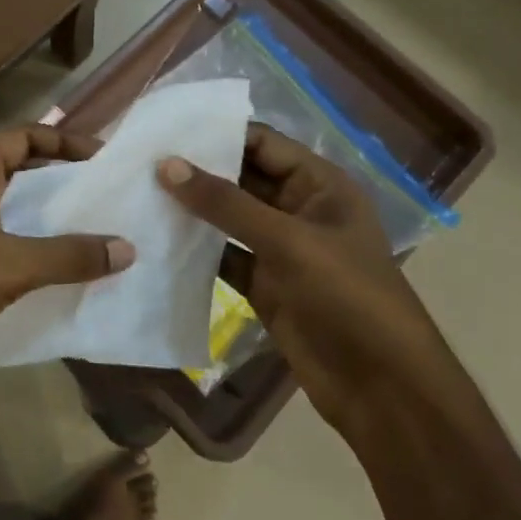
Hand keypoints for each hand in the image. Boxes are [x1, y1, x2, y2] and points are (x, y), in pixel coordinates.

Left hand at [0, 126, 135, 391]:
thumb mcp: (9, 266)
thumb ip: (68, 256)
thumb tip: (128, 247)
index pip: (22, 135)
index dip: (63, 142)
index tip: (102, 158)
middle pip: (12, 167)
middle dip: (54, 178)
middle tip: (98, 195)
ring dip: (36, 214)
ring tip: (81, 231)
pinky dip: (16, 243)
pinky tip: (42, 269)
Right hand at [157, 124, 456, 437]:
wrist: (382, 389)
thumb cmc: (347, 296)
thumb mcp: (288, 241)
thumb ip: (226, 202)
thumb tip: (166, 164)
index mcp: (320, 185)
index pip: (262, 143)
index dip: (217, 133)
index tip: (165, 130)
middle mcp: (298, 210)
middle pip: (240, 178)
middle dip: (196, 171)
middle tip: (140, 159)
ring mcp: (279, 249)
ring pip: (227, 218)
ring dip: (191, 210)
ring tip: (138, 192)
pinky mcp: (263, 284)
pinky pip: (222, 256)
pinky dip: (194, 250)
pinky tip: (155, 240)